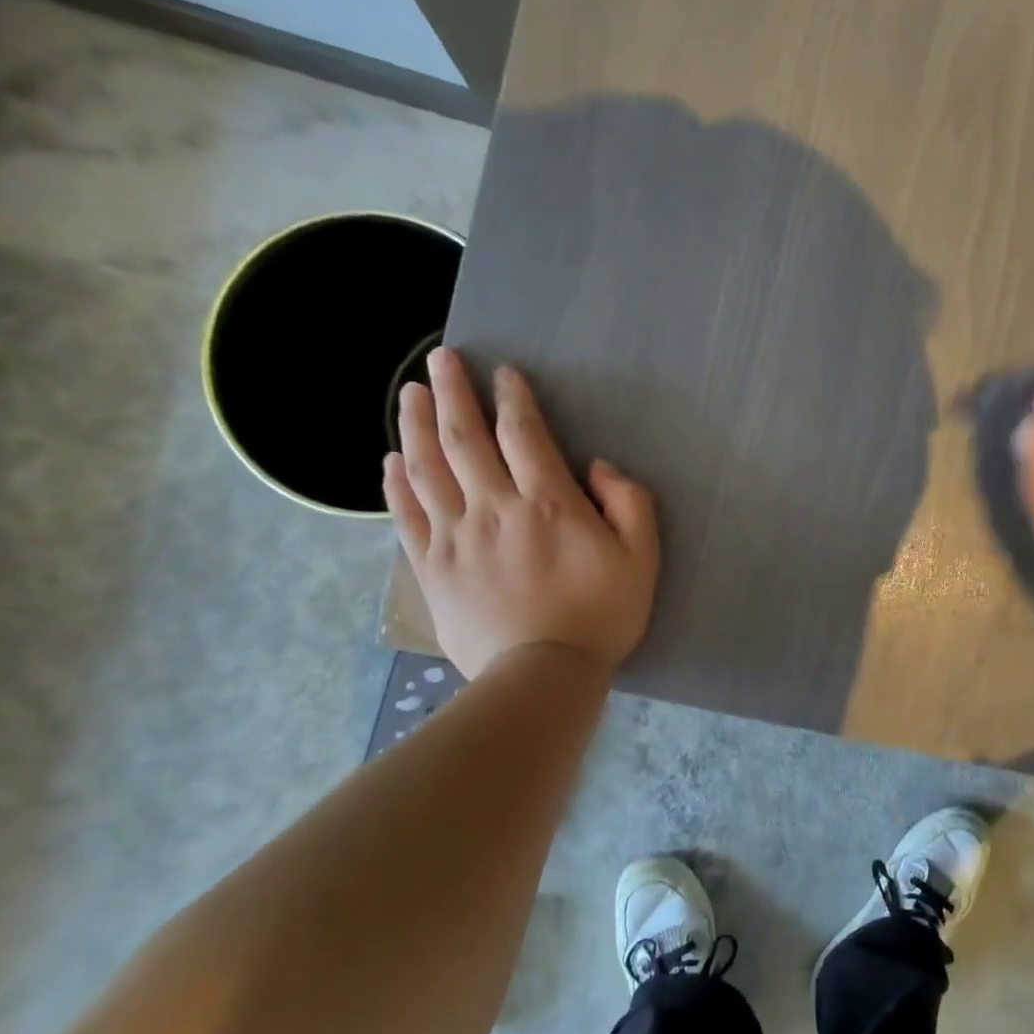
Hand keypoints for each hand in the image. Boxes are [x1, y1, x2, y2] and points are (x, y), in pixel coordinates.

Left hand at [383, 349, 658, 678]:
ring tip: (410, 392)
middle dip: (453, 392)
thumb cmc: (600, 615)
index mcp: (549, 503)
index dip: (513, 398)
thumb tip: (597, 468)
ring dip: (417, 424)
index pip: (523, 434)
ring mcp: (455, 536)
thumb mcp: (642, 558)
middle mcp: (494, 507)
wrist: (542, 675)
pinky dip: (396, 482)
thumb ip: (630, 504)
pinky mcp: (430, 566)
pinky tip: (391, 459)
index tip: (503, 372)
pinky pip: (406, 514)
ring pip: (427, 467)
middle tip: (441, 359)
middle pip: (465, 438)